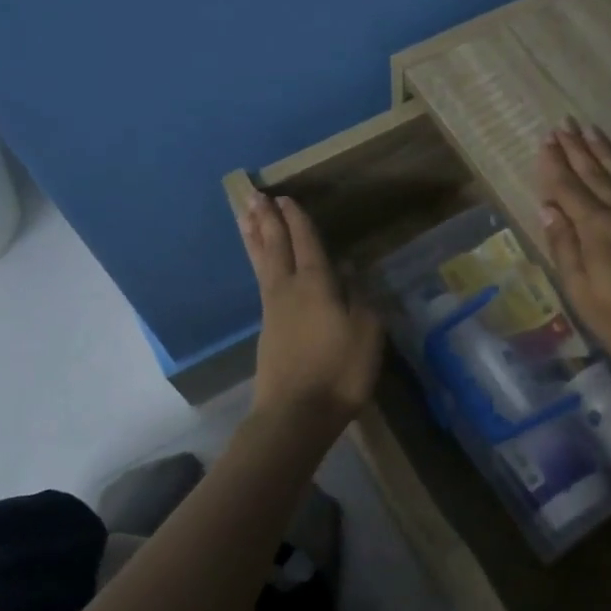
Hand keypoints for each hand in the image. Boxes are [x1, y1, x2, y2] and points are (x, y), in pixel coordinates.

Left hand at [239, 191, 382, 427]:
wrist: (295, 415)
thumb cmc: (339, 373)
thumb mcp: (366, 335)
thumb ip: (360, 299)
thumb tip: (351, 272)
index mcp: (316, 286)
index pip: (306, 243)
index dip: (297, 220)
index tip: (285, 198)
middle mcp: (288, 290)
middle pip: (274, 247)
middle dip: (266, 220)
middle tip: (253, 195)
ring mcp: (273, 311)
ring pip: (261, 264)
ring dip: (254, 237)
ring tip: (244, 217)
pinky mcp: (267, 330)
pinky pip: (261, 282)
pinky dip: (258, 263)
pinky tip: (262, 266)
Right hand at [536, 122, 610, 365]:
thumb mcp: (581, 291)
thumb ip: (564, 246)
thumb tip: (548, 208)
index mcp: (595, 227)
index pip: (568, 187)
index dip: (554, 164)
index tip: (545, 140)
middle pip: (594, 173)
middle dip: (576, 149)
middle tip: (563, 124)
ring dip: (605, 150)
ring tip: (590, 129)